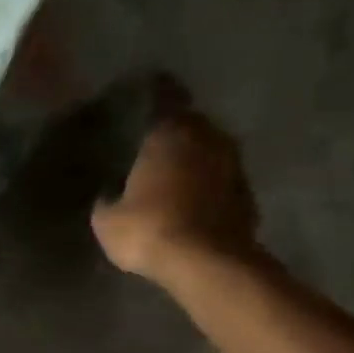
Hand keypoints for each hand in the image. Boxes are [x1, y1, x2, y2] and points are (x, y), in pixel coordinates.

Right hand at [91, 76, 259, 283]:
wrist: (207, 263)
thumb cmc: (150, 229)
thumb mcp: (107, 220)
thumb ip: (108, 199)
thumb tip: (110, 195)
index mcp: (170, 133)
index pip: (165, 97)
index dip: (156, 91)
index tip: (148, 90)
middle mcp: (207, 137)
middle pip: (191, 123)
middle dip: (175, 130)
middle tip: (154, 141)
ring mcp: (233, 165)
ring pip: (209, 150)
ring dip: (194, 158)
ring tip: (173, 171)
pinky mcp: (246, 193)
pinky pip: (220, 179)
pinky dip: (208, 184)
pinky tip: (192, 199)